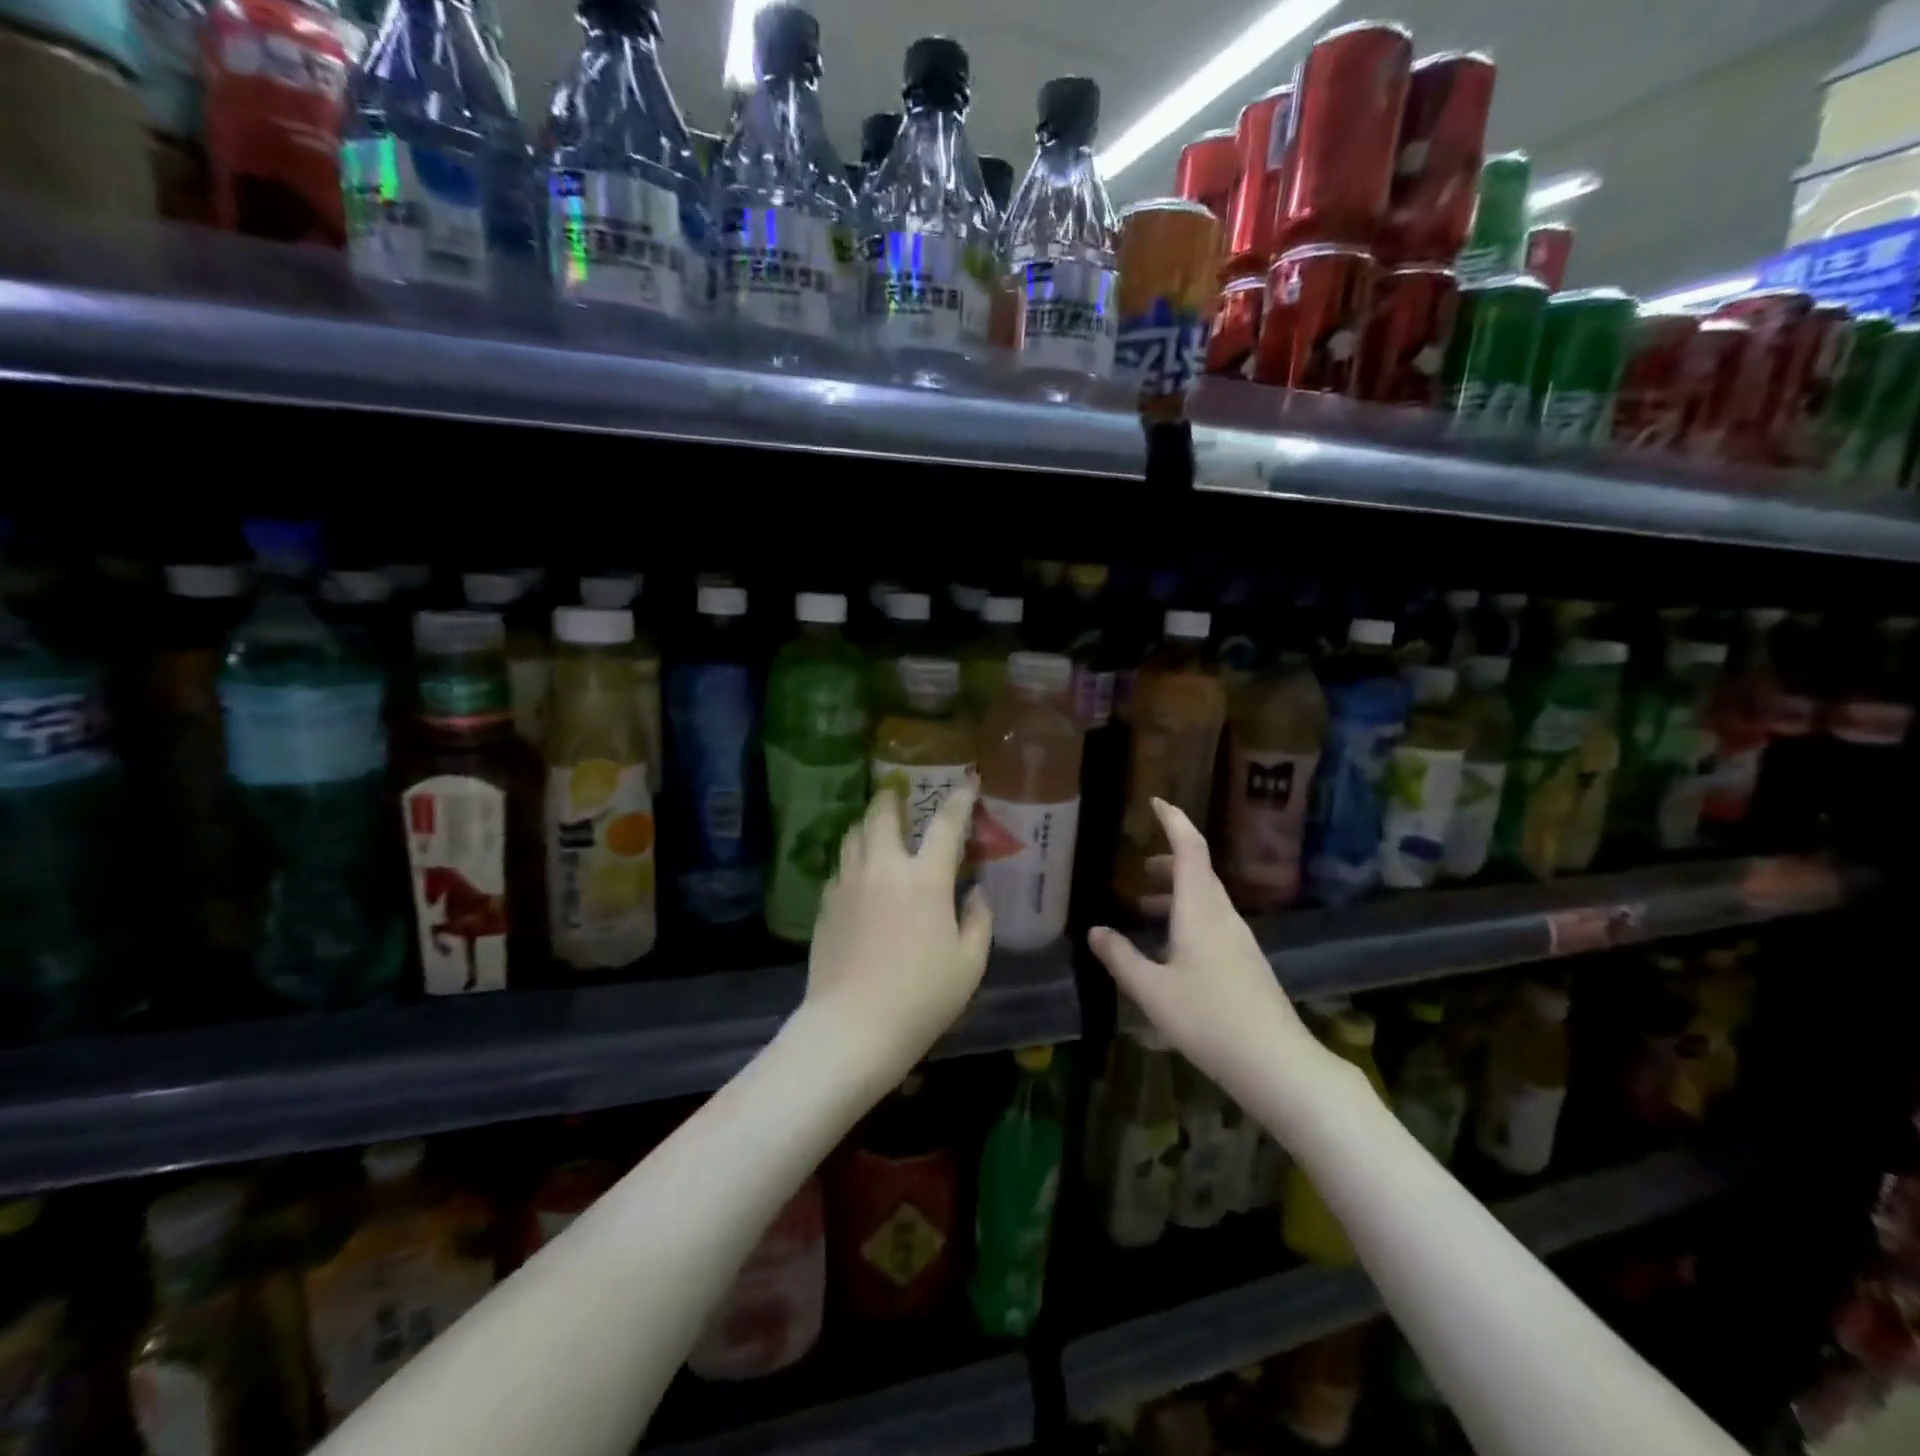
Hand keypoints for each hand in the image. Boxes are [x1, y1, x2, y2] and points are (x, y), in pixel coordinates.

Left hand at [804, 784, 992, 1079]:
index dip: (960, 799)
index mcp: (926, 879)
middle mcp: (884, 868)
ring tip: (877, 829)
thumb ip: (979, 921)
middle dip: (892, 798)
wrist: (853, 1027)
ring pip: (853, 836)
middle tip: (898, 795)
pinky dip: (852, 859)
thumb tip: (978, 893)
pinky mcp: (826, 904)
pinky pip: (840, 867)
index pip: (946, 825)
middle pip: (882, 815)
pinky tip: (859, 876)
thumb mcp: (969, 964)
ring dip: (868, 825)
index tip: (968, 780)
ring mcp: (849, 883)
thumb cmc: (922, 997)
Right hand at [1088, 798, 1315, 1101]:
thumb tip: (1095, 931)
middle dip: (1167, 862)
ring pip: (1205, 899)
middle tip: (1137, 870)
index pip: (1190, 849)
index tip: (1157, 802)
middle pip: (1198, 872)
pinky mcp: (1246, 963)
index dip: (1174, 821)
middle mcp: (1223, 916)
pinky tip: (1170, 950)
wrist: (1277, 1063)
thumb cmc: (1209, 1019)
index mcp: (1200, 910)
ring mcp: (1239, 940)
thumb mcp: (1152, 991)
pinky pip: (1212, 922)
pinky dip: (1187, 918)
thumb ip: (1121, 958)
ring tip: (1144, 910)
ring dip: (1175, 894)